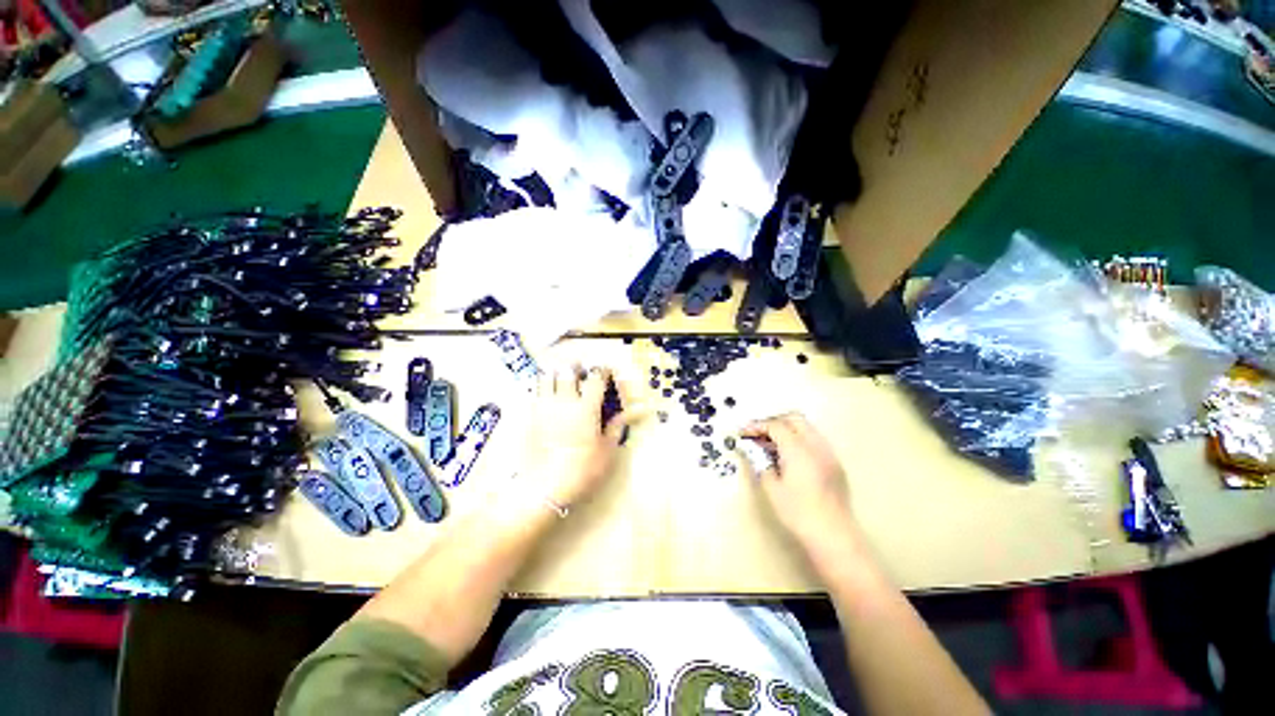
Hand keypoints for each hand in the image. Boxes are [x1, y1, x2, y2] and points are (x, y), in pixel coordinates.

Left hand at [514, 364, 629, 510]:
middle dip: (576, 367)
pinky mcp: (530, 416)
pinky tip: (547, 395)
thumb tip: (631, 413)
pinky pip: (534, 391)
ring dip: (556, 373)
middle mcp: (564, 401)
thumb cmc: (582, 470)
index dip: (602, 370)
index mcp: (586, 408)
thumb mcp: (606, 451)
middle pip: (568, 370)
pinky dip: (542, 387)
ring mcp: (544, 407)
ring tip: (562, 379)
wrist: (545, 487)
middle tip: (581, 372)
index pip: (595, 378)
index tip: (606, 372)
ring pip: (547, 376)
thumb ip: (617, 427)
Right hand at [741, 412, 858, 560]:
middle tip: (758, 434)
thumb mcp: (772, 488)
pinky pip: (814, 440)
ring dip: (787, 429)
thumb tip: (753, 451)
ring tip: (771, 445)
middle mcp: (815, 445)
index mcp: (798, 449)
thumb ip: (761, 463)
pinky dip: (799, 440)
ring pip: (806, 428)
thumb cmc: (798, 513)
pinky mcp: (835, 463)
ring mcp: (828, 453)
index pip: (775, 426)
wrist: (833, 535)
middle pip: (793, 418)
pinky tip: (789, 456)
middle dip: (773, 421)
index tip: (743, 433)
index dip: (757, 426)